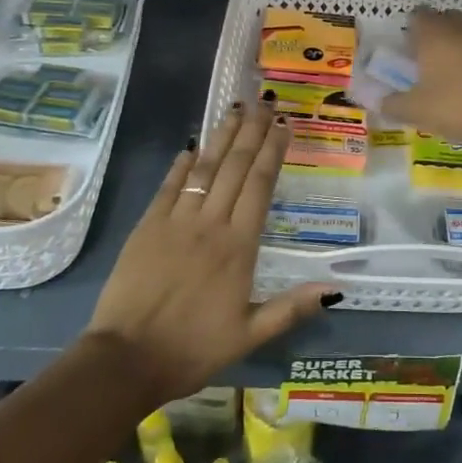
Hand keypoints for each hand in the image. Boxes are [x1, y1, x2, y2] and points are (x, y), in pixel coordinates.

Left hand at [84, 103, 333, 404]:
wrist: (125, 360)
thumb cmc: (192, 349)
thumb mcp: (249, 336)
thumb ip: (291, 308)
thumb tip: (336, 289)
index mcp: (238, 247)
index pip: (260, 186)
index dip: (273, 152)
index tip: (284, 125)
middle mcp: (209, 224)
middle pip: (235, 168)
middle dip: (251, 132)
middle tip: (264, 102)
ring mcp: (175, 221)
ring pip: (204, 169)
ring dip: (221, 137)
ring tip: (235, 109)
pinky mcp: (146, 227)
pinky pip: (169, 187)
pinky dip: (182, 164)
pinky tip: (192, 146)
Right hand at [384, 9, 461, 147]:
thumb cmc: (457, 104)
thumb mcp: (417, 111)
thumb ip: (395, 104)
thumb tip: (381, 103)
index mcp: (434, 32)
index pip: (417, 16)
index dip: (413, 32)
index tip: (411, 54)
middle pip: (448, 20)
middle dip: (441, 36)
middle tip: (435, 65)